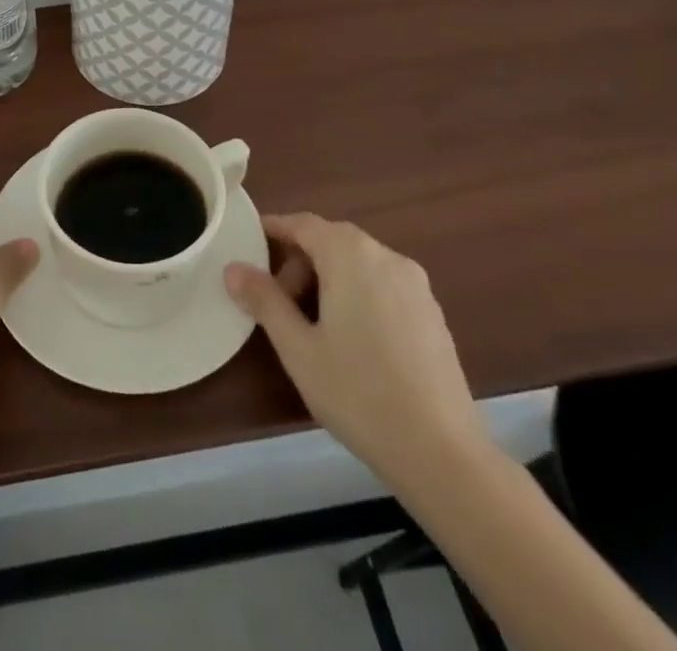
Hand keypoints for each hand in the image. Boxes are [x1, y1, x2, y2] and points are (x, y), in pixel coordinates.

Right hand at [225, 213, 484, 483]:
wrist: (443, 453)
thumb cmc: (358, 392)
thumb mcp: (297, 348)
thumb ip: (264, 300)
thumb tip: (233, 268)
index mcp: (350, 254)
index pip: (303, 224)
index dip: (273, 230)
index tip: (248, 244)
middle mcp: (386, 256)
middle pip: (332, 241)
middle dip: (299, 262)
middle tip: (278, 302)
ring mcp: (416, 285)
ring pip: (359, 263)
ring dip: (329, 278)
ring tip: (313, 326)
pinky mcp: (433, 313)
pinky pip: (383, 285)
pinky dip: (359, 294)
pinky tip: (353, 341)